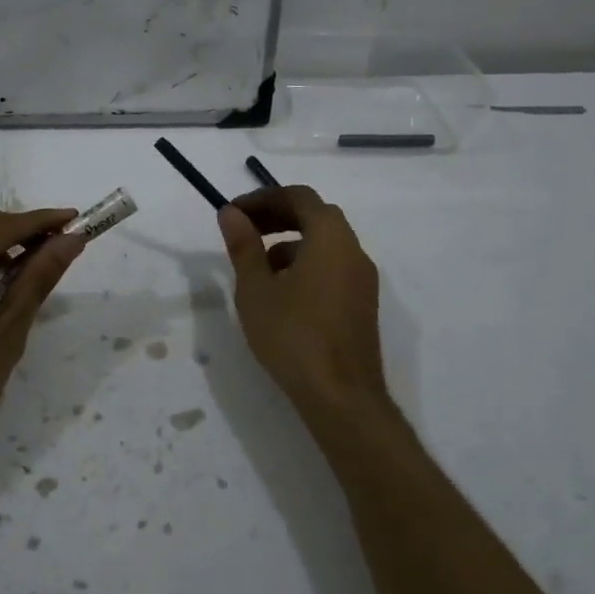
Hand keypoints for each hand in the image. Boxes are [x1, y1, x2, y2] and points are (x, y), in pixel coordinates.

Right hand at [218, 186, 390, 418]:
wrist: (340, 396)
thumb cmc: (293, 336)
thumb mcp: (256, 289)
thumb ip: (244, 246)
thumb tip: (231, 213)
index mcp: (331, 238)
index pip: (299, 197)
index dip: (263, 198)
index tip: (233, 213)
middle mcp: (354, 250)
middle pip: (315, 216)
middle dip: (277, 217)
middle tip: (243, 231)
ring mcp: (363, 279)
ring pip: (325, 244)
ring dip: (290, 242)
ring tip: (257, 267)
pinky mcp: (362, 304)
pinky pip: (333, 267)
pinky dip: (306, 264)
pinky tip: (282, 294)